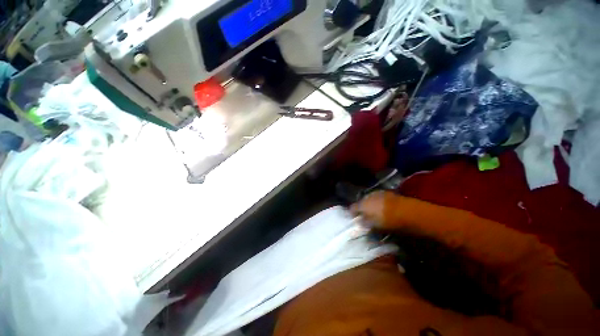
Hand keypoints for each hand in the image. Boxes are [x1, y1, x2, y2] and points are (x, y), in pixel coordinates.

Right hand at [350, 191, 389, 228]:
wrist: (408, 211)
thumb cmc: (389, 221)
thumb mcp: (375, 226)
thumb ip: (365, 223)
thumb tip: (359, 222)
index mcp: (363, 205)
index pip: (352, 208)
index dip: (352, 213)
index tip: (354, 218)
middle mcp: (367, 196)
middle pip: (361, 202)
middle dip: (362, 208)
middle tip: (365, 215)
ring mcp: (377, 193)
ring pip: (369, 199)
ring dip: (370, 204)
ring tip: (374, 211)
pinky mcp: (386, 192)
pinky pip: (378, 197)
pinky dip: (378, 202)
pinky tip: (383, 207)